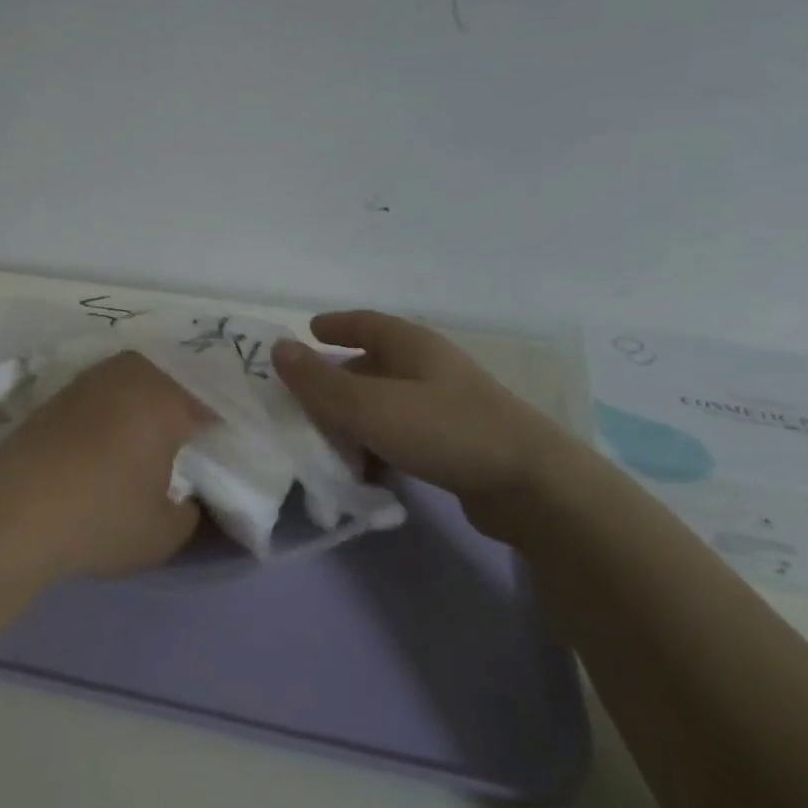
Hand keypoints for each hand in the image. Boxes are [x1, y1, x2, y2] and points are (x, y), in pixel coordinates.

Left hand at [0, 351, 209, 581]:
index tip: (218, 452)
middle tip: (182, 440)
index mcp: (164, 399)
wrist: (13, 514)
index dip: (217, 430)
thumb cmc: (102, 518)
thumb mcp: (165, 533)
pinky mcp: (54, 397)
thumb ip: (191, 511)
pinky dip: (108, 410)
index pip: (207, 406)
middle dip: (179, 404)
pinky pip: (98, 394)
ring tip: (142, 438)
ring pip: (129, 381)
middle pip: (168, 381)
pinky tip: (103, 440)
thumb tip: (187, 497)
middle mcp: (127, 377)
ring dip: (141, 402)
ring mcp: (86, 383)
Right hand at [271, 311, 574, 504]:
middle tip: (305, 397)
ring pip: (387, 402)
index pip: (366, 323)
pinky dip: (380, 444)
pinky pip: (404, 433)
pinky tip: (367, 470)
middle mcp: (431, 367)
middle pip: (374, 364)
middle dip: (338, 378)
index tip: (310, 330)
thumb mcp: (368, 406)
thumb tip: (278, 347)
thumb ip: (318, 381)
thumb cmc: (442, 430)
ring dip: (356, 418)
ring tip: (327, 441)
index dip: (336, 325)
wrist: (529, 485)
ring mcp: (448, 404)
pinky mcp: (458, 441)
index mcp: (412, 346)